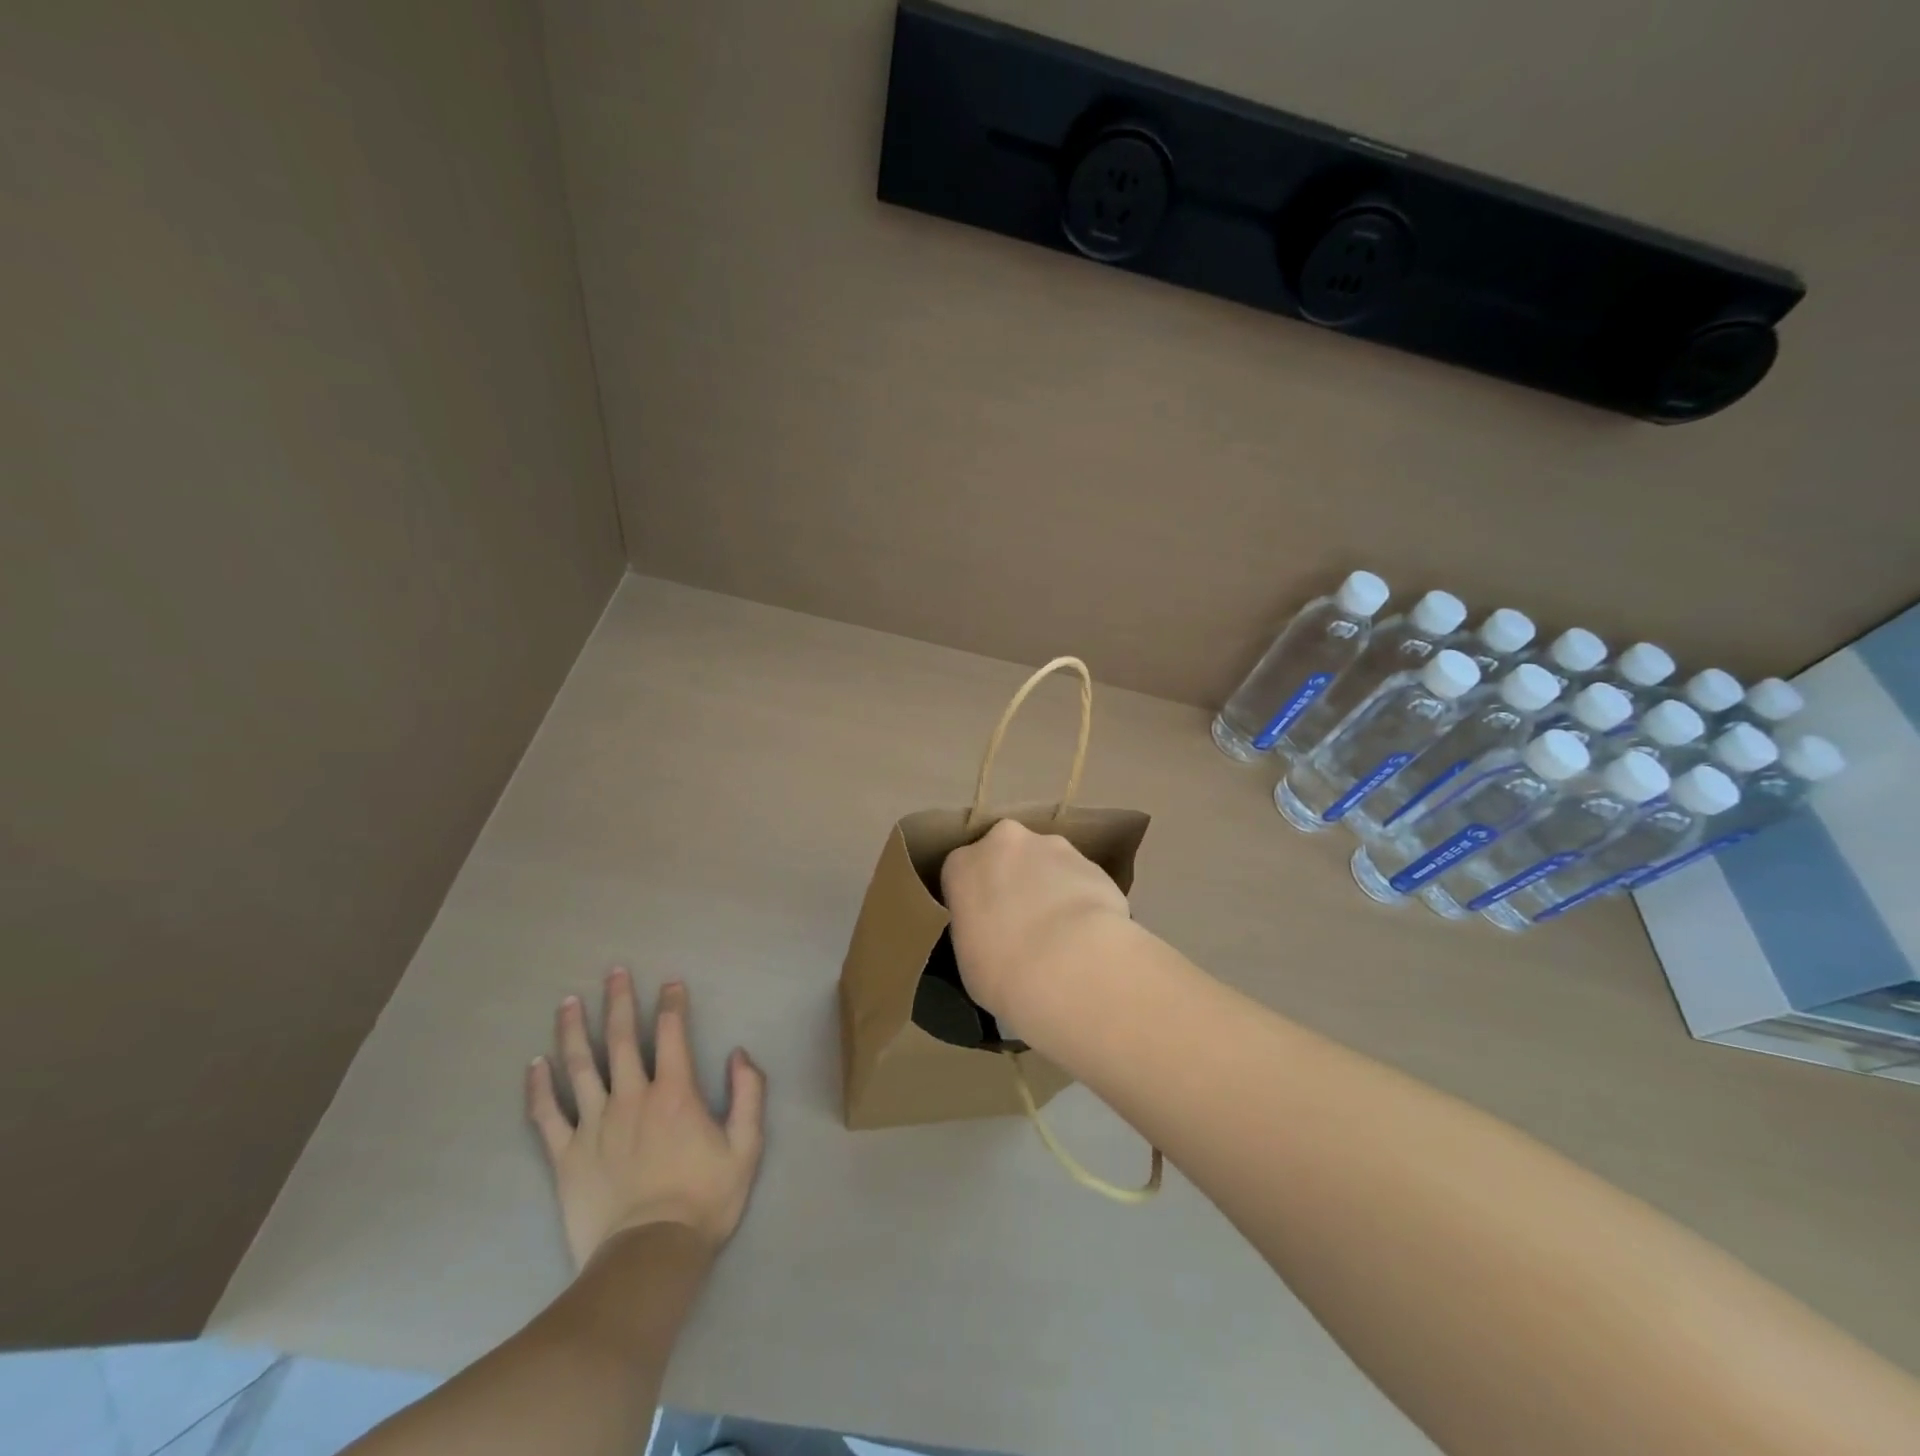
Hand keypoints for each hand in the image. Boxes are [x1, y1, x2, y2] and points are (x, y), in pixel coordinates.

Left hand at [527, 971, 765, 1268]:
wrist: (649, 1258)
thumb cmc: (704, 1200)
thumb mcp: (746, 1147)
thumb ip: (748, 1094)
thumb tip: (739, 1053)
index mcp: (675, 1094)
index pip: (673, 1034)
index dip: (673, 1004)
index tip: (671, 983)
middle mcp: (632, 1098)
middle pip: (623, 1039)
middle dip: (620, 1001)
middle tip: (614, 971)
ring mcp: (594, 1126)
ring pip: (581, 1067)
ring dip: (575, 1030)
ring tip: (569, 1001)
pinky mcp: (566, 1156)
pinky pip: (547, 1116)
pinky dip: (539, 1088)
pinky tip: (535, 1064)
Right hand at [940, 819, 1130, 1021]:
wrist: (1072, 965)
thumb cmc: (1003, 971)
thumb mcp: (968, 960)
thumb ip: (975, 930)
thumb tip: (991, 933)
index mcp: (963, 864)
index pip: (962, 874)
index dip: (974, 899)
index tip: (984, 925)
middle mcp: (1005, 842)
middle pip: (1006, 855)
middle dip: (1014, 880)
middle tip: (1023, 924)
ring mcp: (1052, 846)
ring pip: (1046, 862)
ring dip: (1050, 886)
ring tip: (1062, 933)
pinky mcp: (1091, 862)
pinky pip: (1079, 879)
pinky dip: (1081, 899)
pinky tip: (1087, 934)